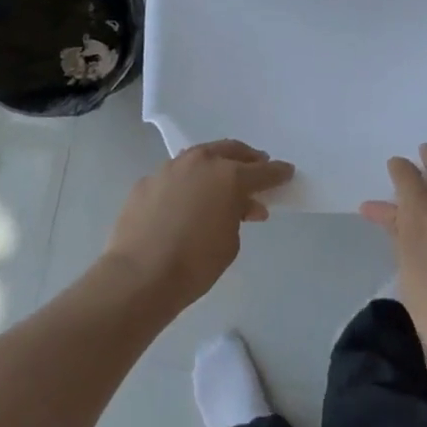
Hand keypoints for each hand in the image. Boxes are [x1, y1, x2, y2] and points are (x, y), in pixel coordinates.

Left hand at [105, 140, 293, 312]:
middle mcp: (201, 163)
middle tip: (257, 166)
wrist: (140, 275)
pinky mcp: (147, 181)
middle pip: (231, 151)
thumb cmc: (195, 263)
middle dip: (247, 158)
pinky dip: (187, 181)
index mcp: (229, 176)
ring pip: (200, 156)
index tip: (287, 171)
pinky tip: (187, 198)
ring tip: (222, 178)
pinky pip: (175, 175)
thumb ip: (239, 216)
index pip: (262, 171)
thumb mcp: (230, 242)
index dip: (278, 173)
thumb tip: (243, 206)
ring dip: (215, 164)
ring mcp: (170, 168)